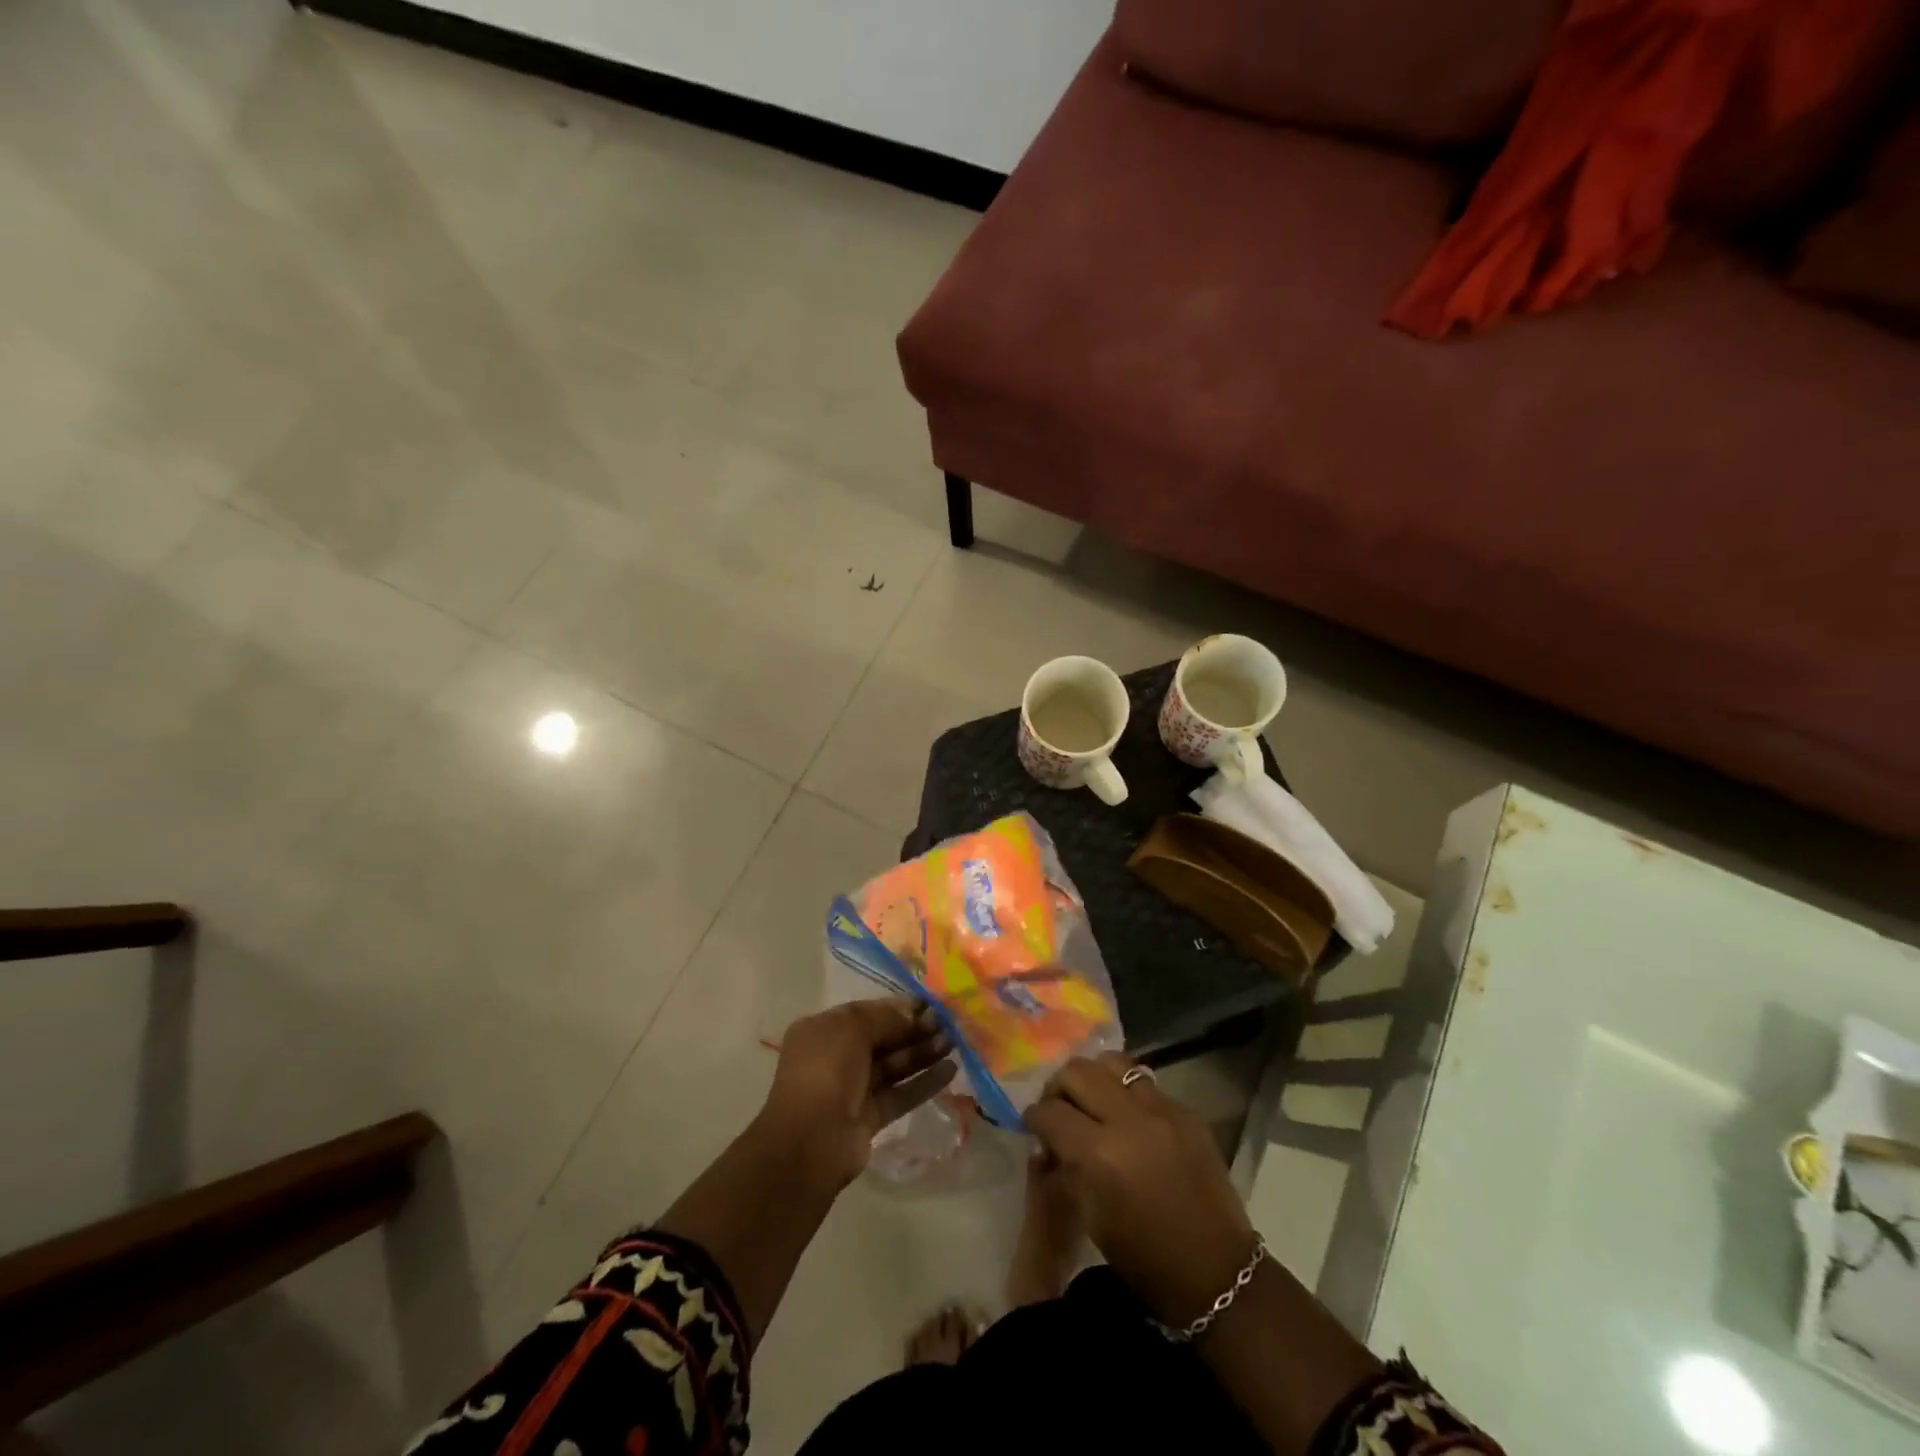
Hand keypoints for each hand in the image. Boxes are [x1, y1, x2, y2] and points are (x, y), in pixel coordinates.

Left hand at [758, 998, 955, 1188]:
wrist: (811, 1140)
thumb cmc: (826, 1069)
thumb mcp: (852, 1028)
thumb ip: (885, 1018)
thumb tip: (913, 1014)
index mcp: (823, 1030)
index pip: (865, 1012)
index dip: (897, 1007)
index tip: (929, 1004)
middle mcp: (835, 1057)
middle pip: (882, 1038)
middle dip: (914, 1029)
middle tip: (947, 1023)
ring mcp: (852, 1090)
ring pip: (893, 1066)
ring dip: (922, 1053)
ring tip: (953, 1043)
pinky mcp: (869, 1118)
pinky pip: (900, 1094)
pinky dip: (923, 1083)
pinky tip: (950, 1071)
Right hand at [1026, 1053, 1257, 1327]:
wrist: (1217, 1274)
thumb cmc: (1145, 1260)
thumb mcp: (1091, 1218)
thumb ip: (1065, 1170)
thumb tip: (1046, 1145)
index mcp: (1099, 1154)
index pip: (1050, 1112)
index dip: (1034, 1117)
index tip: (1033, 1126)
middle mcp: (1128, 1119)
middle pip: (1077, 1072)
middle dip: (1059, 1087)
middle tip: (1059, 1108)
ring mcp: (1161, 1109)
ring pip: (1112, 1063)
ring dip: (1093, 1078)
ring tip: (1092, 1100)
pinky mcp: (1185, 1111)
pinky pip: (1144, 1083)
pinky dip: (1125, 1092)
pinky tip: (1126, 1115)